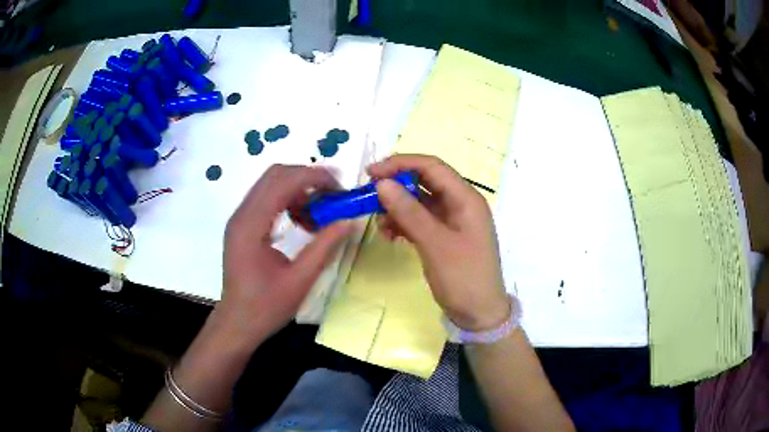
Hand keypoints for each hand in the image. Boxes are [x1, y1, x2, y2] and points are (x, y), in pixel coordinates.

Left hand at [218, 165, 351, 345]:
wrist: (237, 323)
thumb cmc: (265, 307)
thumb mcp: (300, 281)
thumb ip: (325, 247)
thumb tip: (349, 221)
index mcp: (251, 226)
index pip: (283, 182)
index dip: (314, 177)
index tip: (341, 186)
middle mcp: (242, 214)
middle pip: (275, 175)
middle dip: (307, 178)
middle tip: (334, 195)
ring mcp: (240, 219)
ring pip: (271, 184)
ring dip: (298, 189)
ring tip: (320, 212)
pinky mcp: (242, 226)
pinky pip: (267, 199)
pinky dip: (288, 201)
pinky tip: (303, 221)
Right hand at [368, 154, 508, 330]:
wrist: (479, 314)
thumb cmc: (463, 278)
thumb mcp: (435, 244)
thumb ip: (409, 212)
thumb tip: (383, 183)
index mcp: (466, 198)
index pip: (432, 166)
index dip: (401, 164)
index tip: (372, 173)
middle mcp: (460, 203)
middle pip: (425, 182)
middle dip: (397, 186)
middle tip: (370, 197)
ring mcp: (452, 220)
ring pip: (420, 202)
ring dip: (398, 207)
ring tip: (380, 224)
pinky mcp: (444, 236)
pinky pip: (420, 220)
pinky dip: (404, 223)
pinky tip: (390, 235)